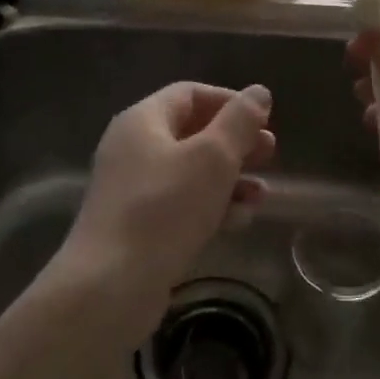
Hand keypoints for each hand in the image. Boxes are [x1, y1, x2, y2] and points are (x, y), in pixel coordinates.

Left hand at [60, 82, 274, 309]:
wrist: (109, 286)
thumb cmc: (164, 208)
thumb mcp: (212, 158)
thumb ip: (239, 121)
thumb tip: (259, 92)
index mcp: (143, 120)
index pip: (190, 94)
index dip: (229, 102)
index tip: (264, 120)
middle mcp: (133, 148)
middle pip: (192, 132)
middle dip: (235, 143)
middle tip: (270, 154)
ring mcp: (132, 190)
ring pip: (190, 172)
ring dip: (229, 179)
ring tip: (261, 196)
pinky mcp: (137, 226)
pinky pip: (180, 204)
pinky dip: (210, 206)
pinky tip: (238, 223)